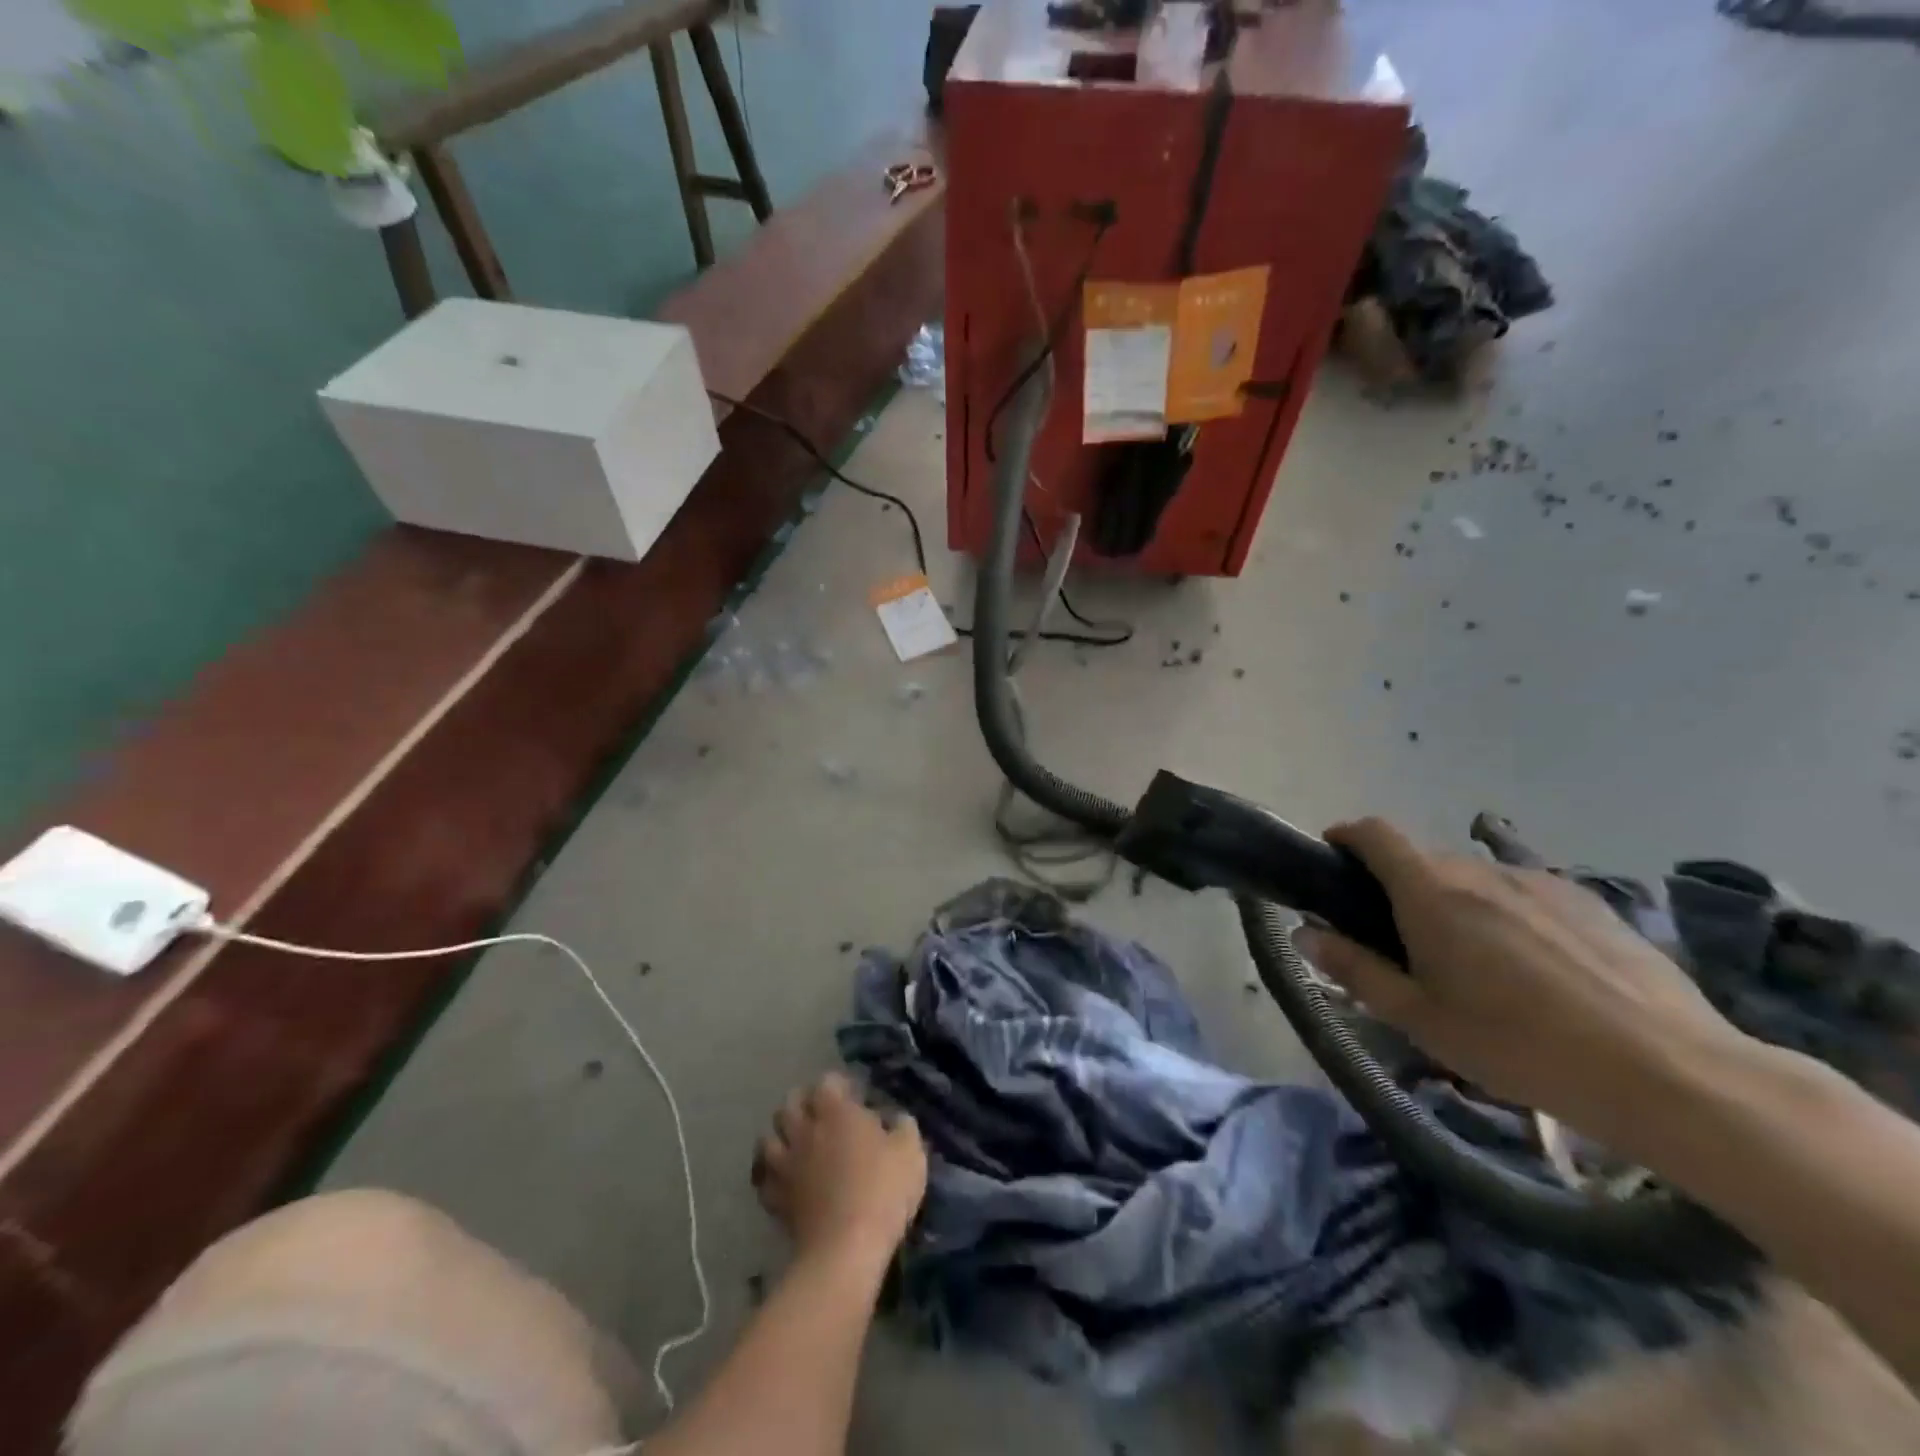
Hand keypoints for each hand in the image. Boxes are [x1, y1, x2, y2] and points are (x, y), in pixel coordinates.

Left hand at [752, 1072, 926, 1267]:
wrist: (846, 1248)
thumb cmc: (882, 1190)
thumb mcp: (910, 1153)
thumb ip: (903, 1127)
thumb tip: (896, 1119)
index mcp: (836, 1111)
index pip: (827, 1081)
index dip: (838, 1085)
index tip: (853, 1096)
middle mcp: (805, 1129)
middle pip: (790, 1103)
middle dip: (803, 1104)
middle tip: (821, 1116)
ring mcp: (785, 1164)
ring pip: (767, 1138)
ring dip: (779, 1136)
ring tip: (795, 1144)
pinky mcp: (774, 1198)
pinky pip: (762, 1178)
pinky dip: (769, 1174)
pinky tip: (783, 1179)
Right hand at [1297, 818, 1747, 1141]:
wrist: (1669, 1073)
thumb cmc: (1520, 1046)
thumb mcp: (1421, 1019)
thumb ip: (1355, 969)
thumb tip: (1305, 934)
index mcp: (1430, 892)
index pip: (1374, 833)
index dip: (1346, 837)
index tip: (1333, 862)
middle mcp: (1480, 871)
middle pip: (1422, 859)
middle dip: (1399, 886)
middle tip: (1402, 942)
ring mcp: (1540, 882)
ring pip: (1475, 878)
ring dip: (1454, 902)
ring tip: (1473, 962)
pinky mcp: (1590, 903)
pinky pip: (1525, 894)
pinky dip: (1506, 913)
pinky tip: (1534, 969)